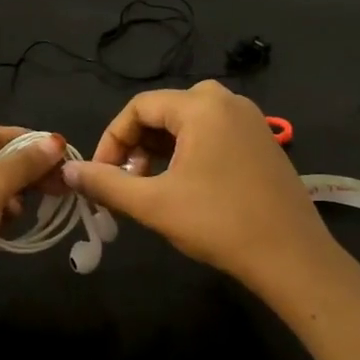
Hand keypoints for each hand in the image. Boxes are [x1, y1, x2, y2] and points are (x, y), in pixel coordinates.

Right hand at [62, 81, 337, 292]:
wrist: (291, 256)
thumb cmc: (218, 223)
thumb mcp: (153, 204)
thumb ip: (106, 183)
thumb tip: (68, 171)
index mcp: (202, 106)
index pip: (139, 107)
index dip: (112, 139)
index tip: (100, 174)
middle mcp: (228, 102)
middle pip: (165, 110)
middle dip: (137, 144)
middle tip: (128, 180)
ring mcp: (251, 121)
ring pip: (190, 123)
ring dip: (162, 149)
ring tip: (152, 185)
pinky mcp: (263, 143)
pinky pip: (214, 133)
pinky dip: (190, 152)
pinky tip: (186, 186)